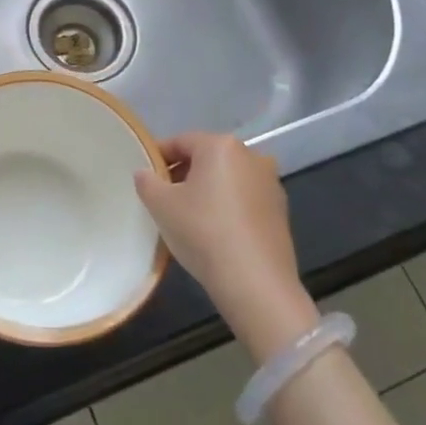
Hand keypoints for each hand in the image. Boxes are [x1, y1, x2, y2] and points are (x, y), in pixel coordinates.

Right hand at [134, 132, 314, 357]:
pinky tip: (214, 232)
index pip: (181, 142)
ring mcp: (270, 183)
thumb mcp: (161, 206)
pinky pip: (244, 199)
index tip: (145, 177)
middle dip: (183, 174)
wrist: (256, 283)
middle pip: (206, 158)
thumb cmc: (203, 232)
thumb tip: (145, 173)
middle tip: (163, 199)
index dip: (158, 157)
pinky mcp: (280, 211)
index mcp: (221, 146)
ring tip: (188, 218)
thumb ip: (146, 181)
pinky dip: (227, 207)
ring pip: (227, 179)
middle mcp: (251, 156)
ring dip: (206, 191)